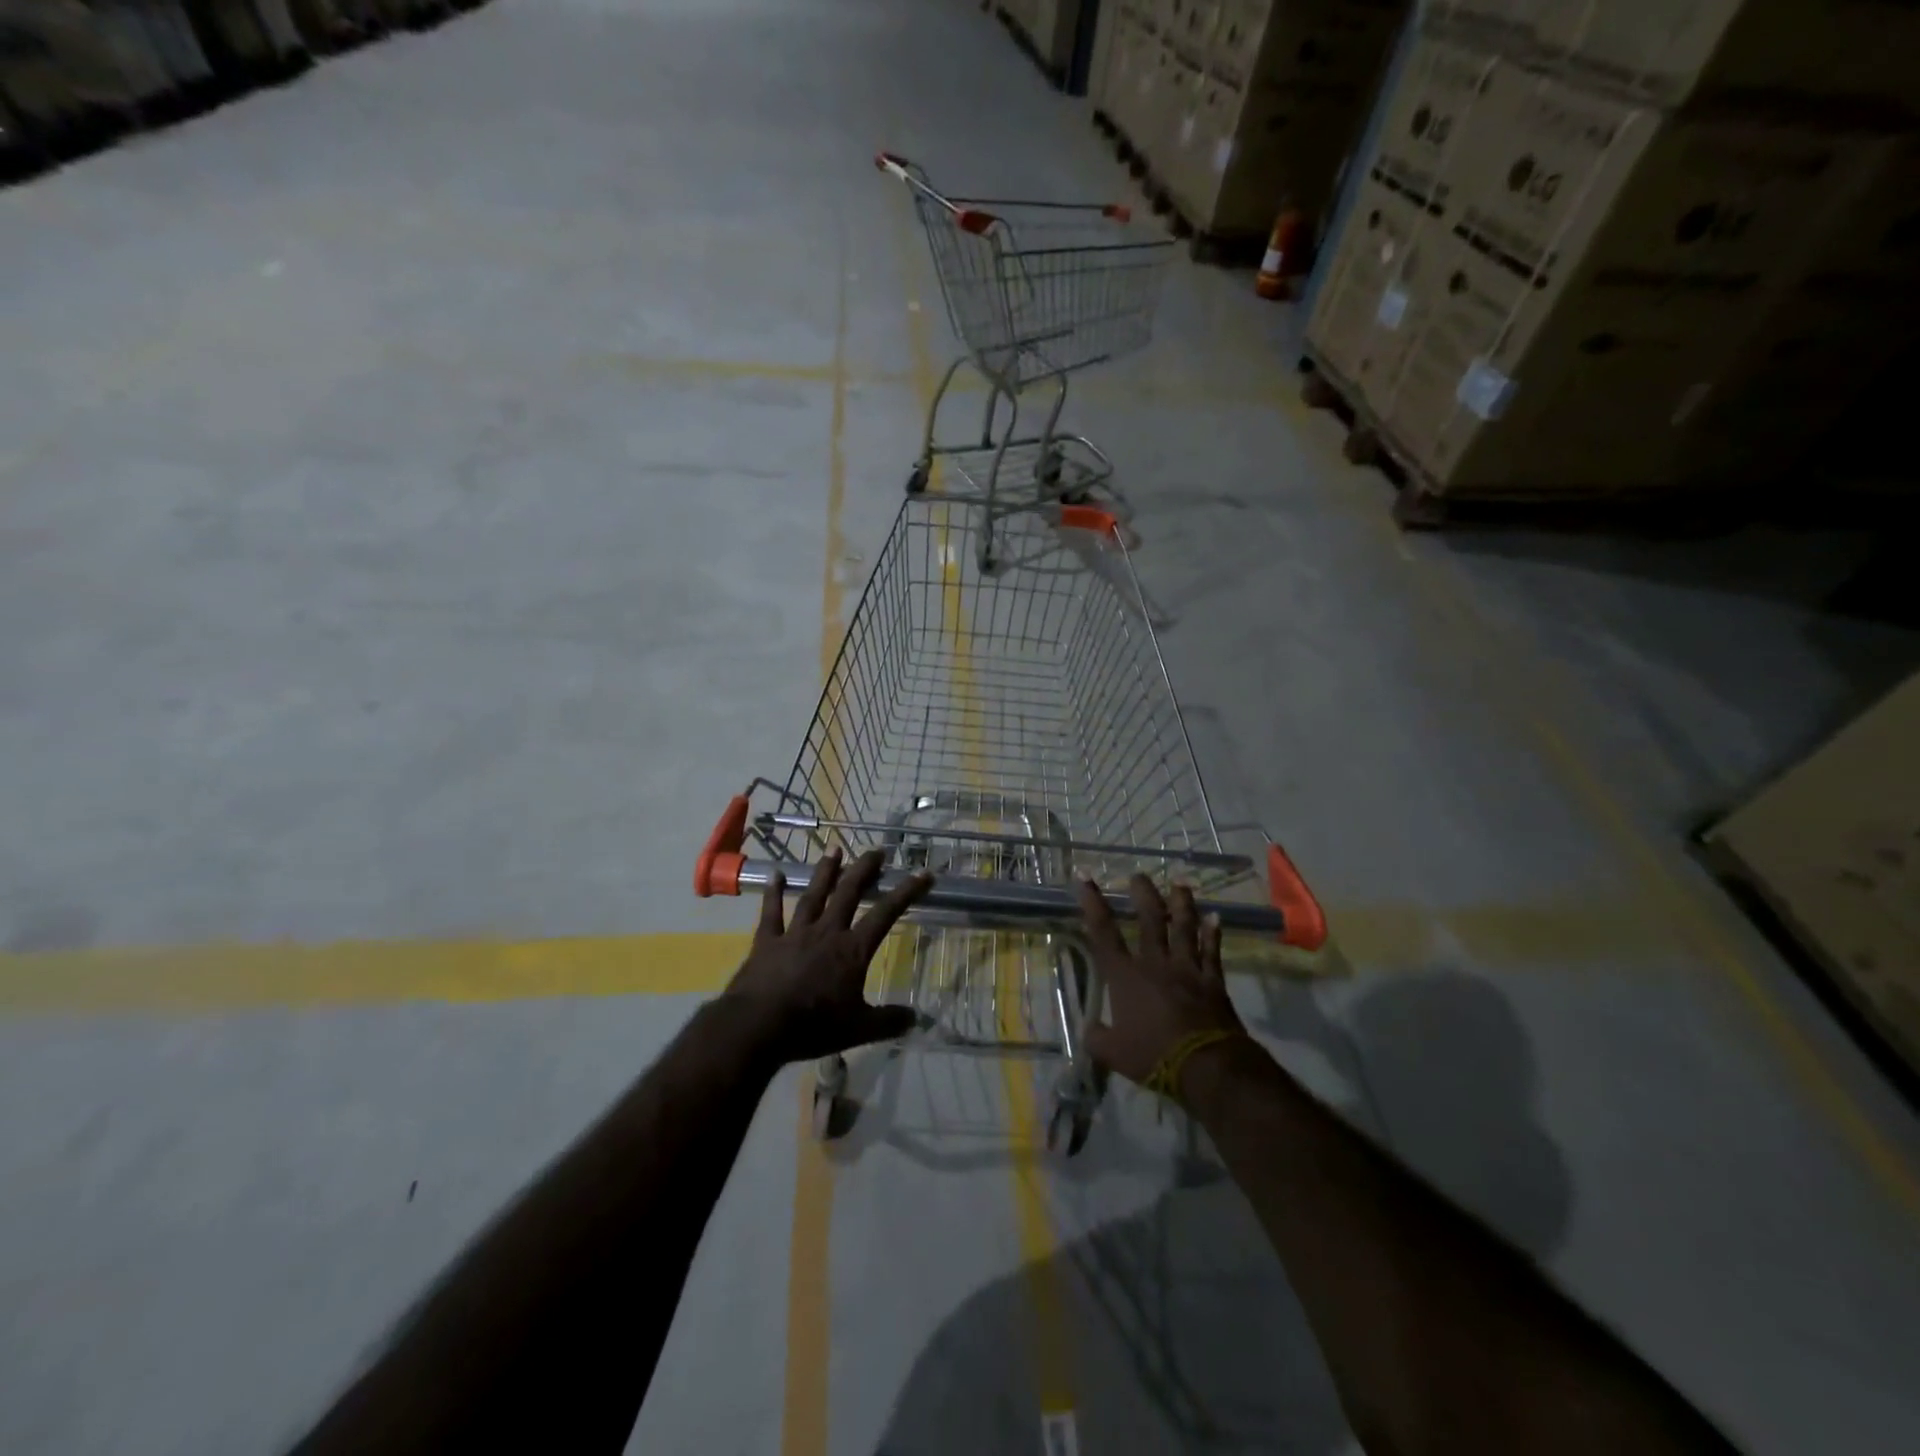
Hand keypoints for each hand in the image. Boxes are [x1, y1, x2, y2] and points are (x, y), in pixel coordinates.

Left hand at [724, 849, 931, 1063]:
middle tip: (876, 850)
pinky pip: (772, 912)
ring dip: (825, 872)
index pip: (886, 914)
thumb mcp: (859, 1029)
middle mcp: (827, 932)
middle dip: (864, 870)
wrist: (759, 1025)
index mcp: (853, 950)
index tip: (923, 873)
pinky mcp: (767, 941)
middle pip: (849, 893)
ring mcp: (795, 933)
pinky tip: (776, 874)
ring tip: (834, 849)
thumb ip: (889, 1021)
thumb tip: (917, 1018)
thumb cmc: (814, 1026)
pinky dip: (773, 893)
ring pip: (814, 895)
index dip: (907, 892)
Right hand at [1078, 874, 1245, 1084]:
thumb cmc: (1153, 1056)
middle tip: (1139, 876)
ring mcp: (1187, 969)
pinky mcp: (1212, 981)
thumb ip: (1097, 1038)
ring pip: (1184, 927)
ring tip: (1180, 884)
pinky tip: (1216, 917)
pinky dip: (1214, 934)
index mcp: (1125, 976)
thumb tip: (1089, 1029)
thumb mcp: (1112, 1053)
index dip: (1092, 902)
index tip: (1085, 875)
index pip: (1103, 931)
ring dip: (1182, 904)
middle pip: (1149, 920)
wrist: (1206, 1066)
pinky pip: (1213, 952)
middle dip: (1143, 894)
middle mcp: (1155, 963)